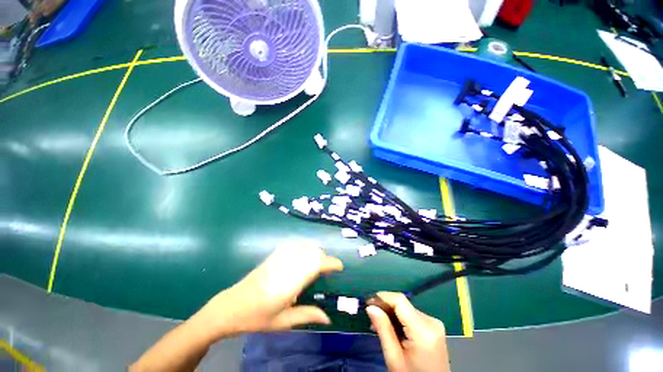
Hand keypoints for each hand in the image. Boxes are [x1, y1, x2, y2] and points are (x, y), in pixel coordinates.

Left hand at [195, 240, 342, 339]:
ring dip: (314, 251)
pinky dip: (303, 247)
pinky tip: (302, 255)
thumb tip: (328, 317)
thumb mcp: (283, 322)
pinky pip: (293, 244)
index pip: (315, 264)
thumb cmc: (257, 318)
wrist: (230, 307)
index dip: (330, 262)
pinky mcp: (272, 255)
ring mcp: (278, 258)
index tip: (339, 266)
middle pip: (312, 252)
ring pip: (303, 245)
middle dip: (323, 258)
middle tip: (326, 270)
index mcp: (289, 283)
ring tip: (316, 263)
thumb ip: (307, 315)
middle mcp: (286, 265)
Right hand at [367, 292, 449, 371]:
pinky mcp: (434, 328)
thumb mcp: (394, 358)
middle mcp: (431, 321)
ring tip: (378, 324)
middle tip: (371, 316)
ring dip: (391, 314)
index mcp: (423, 330)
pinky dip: (400, 319)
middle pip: (403, 305)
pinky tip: (391, 327)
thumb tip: (370, 307)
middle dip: (385, 307)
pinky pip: (412, 316)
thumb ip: (383, 329)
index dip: (382, 297)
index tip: (368, 302)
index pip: (400, 300)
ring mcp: (434, 324)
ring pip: (406, 309)